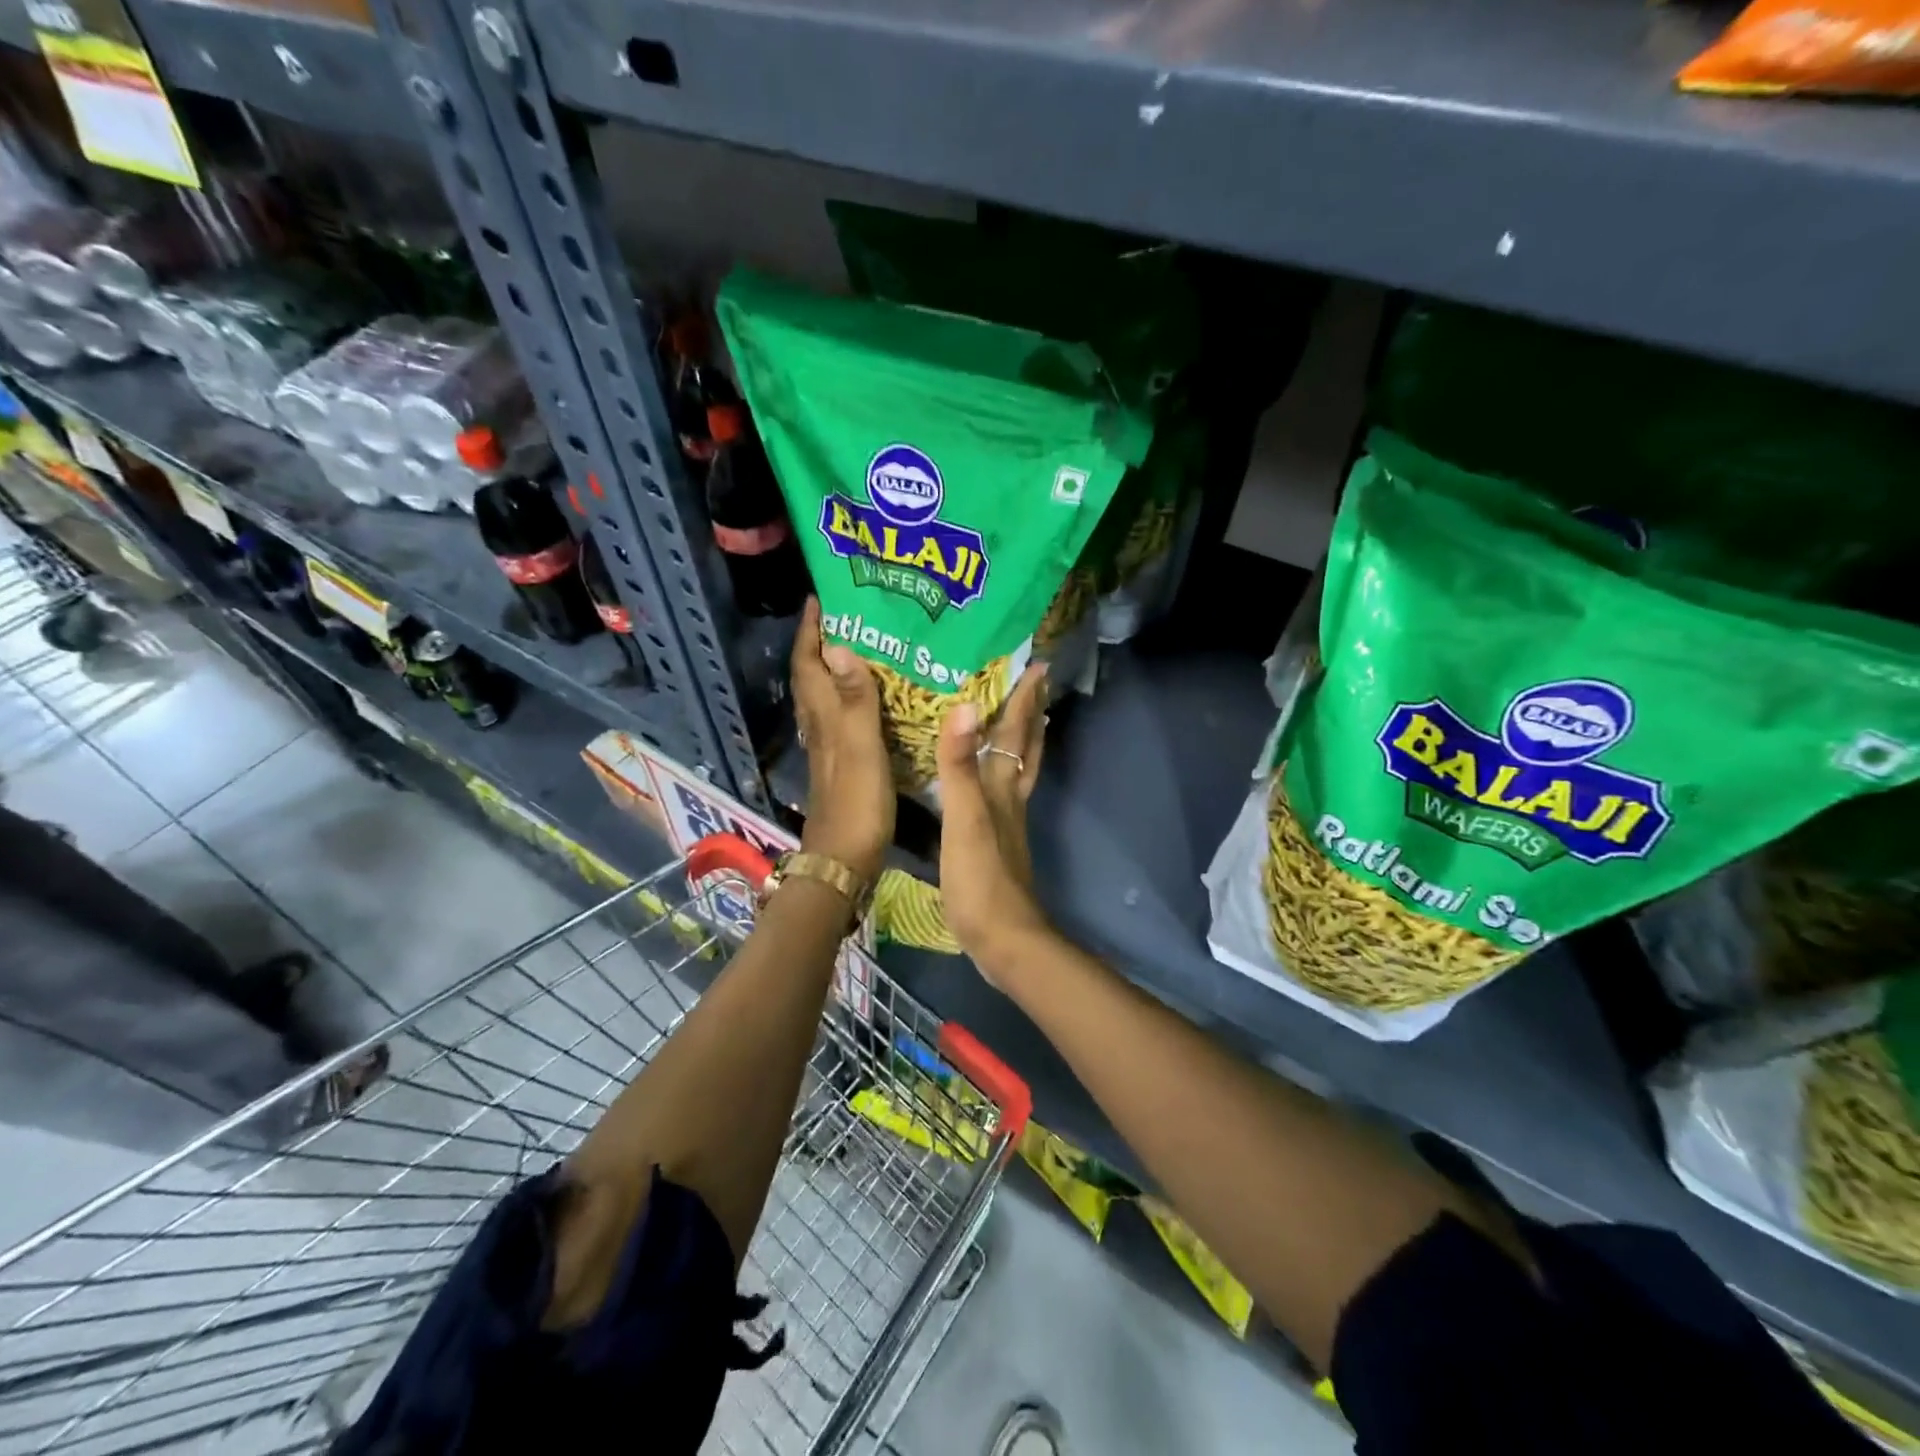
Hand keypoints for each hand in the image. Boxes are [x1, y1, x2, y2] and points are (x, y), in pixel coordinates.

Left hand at [793, 597, 893, 883]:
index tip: (821, 596)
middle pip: (812, 674)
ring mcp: (829, 746)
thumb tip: (839, 644)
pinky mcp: (842, 763)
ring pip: (824, 695)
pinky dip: (850, 696)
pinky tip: (871, 697)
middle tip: (848, 613)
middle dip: (821, 640)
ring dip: (834, 666)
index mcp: (823, 717)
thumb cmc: (856, 803)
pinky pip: (842, 716)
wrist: (845, 859)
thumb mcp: (860, 747)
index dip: (810, 629)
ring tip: (862, 643)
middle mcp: (820, 726)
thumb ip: (854, 699)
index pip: (808, 662)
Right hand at [935, 663, 1052, 983]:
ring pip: (1017, 770)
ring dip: (1021, 741)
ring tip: (1020, 719)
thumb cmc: (981, 879)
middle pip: (1027, 748)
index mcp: (1002, 788)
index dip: (1024, 699)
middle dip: (1031, 714)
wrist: (1003, 939)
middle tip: (1035, 683)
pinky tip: (985, 779)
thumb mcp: (964, 819)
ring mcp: (1005, 823)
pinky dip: (998, 772)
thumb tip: (964, 707)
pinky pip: (1000, 793)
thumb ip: (959, 767)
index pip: (1015, 733)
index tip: (1036, 663)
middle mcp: (1009, 799)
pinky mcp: (994, 843)